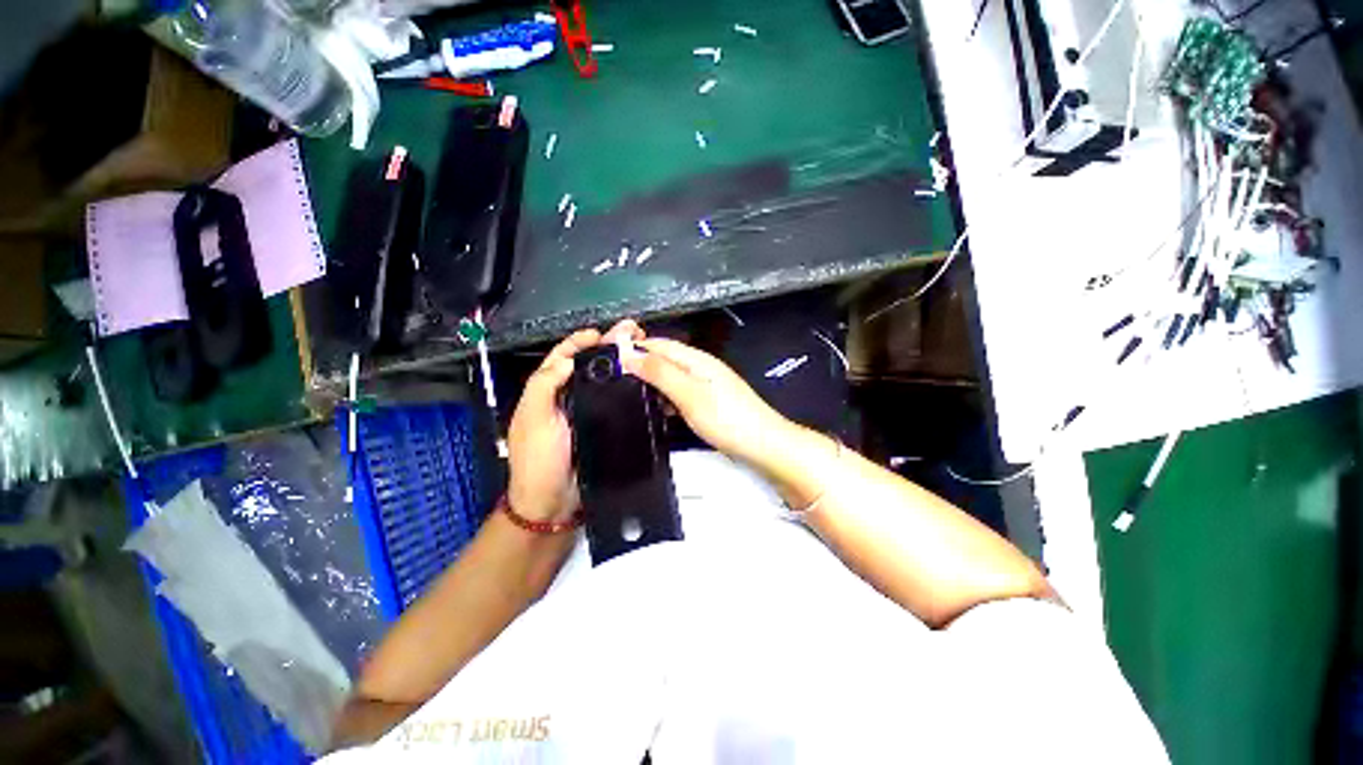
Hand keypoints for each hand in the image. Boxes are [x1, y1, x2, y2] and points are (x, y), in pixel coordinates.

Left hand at [506, 320, 643, 521]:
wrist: (555, 502)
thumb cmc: (539, 459)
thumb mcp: (533, 420)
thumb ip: (543, 386)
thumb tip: (568, 360)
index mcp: (545, 391)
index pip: (561, 357)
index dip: (578, 342)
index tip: (599, 334)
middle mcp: (565, 398)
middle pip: (585, 366)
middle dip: (605, 349)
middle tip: (630, 339)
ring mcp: (585, 413)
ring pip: (601, 383)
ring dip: (618, 368)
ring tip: (640, 356)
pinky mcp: (601, 427)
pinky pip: (613, 403)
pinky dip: (625, 391)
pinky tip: (641, 384)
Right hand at [622, 338, 792, 469]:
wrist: (763, 445)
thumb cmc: (727, 419)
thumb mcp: (689, 394)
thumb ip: (660, 373)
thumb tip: (629, 355)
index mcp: (696, 359)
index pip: (658, 344)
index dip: (633, 347)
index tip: (606, 358)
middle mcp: (700, 366)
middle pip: (664, 358)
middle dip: (639, 364)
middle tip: (612, 379)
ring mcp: (706, 384)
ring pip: (671, 376)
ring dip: (651, 382)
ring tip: (627, 394)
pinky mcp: (708, 401)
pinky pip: (680, 392)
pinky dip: (665, 397)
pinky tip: (656, 409)